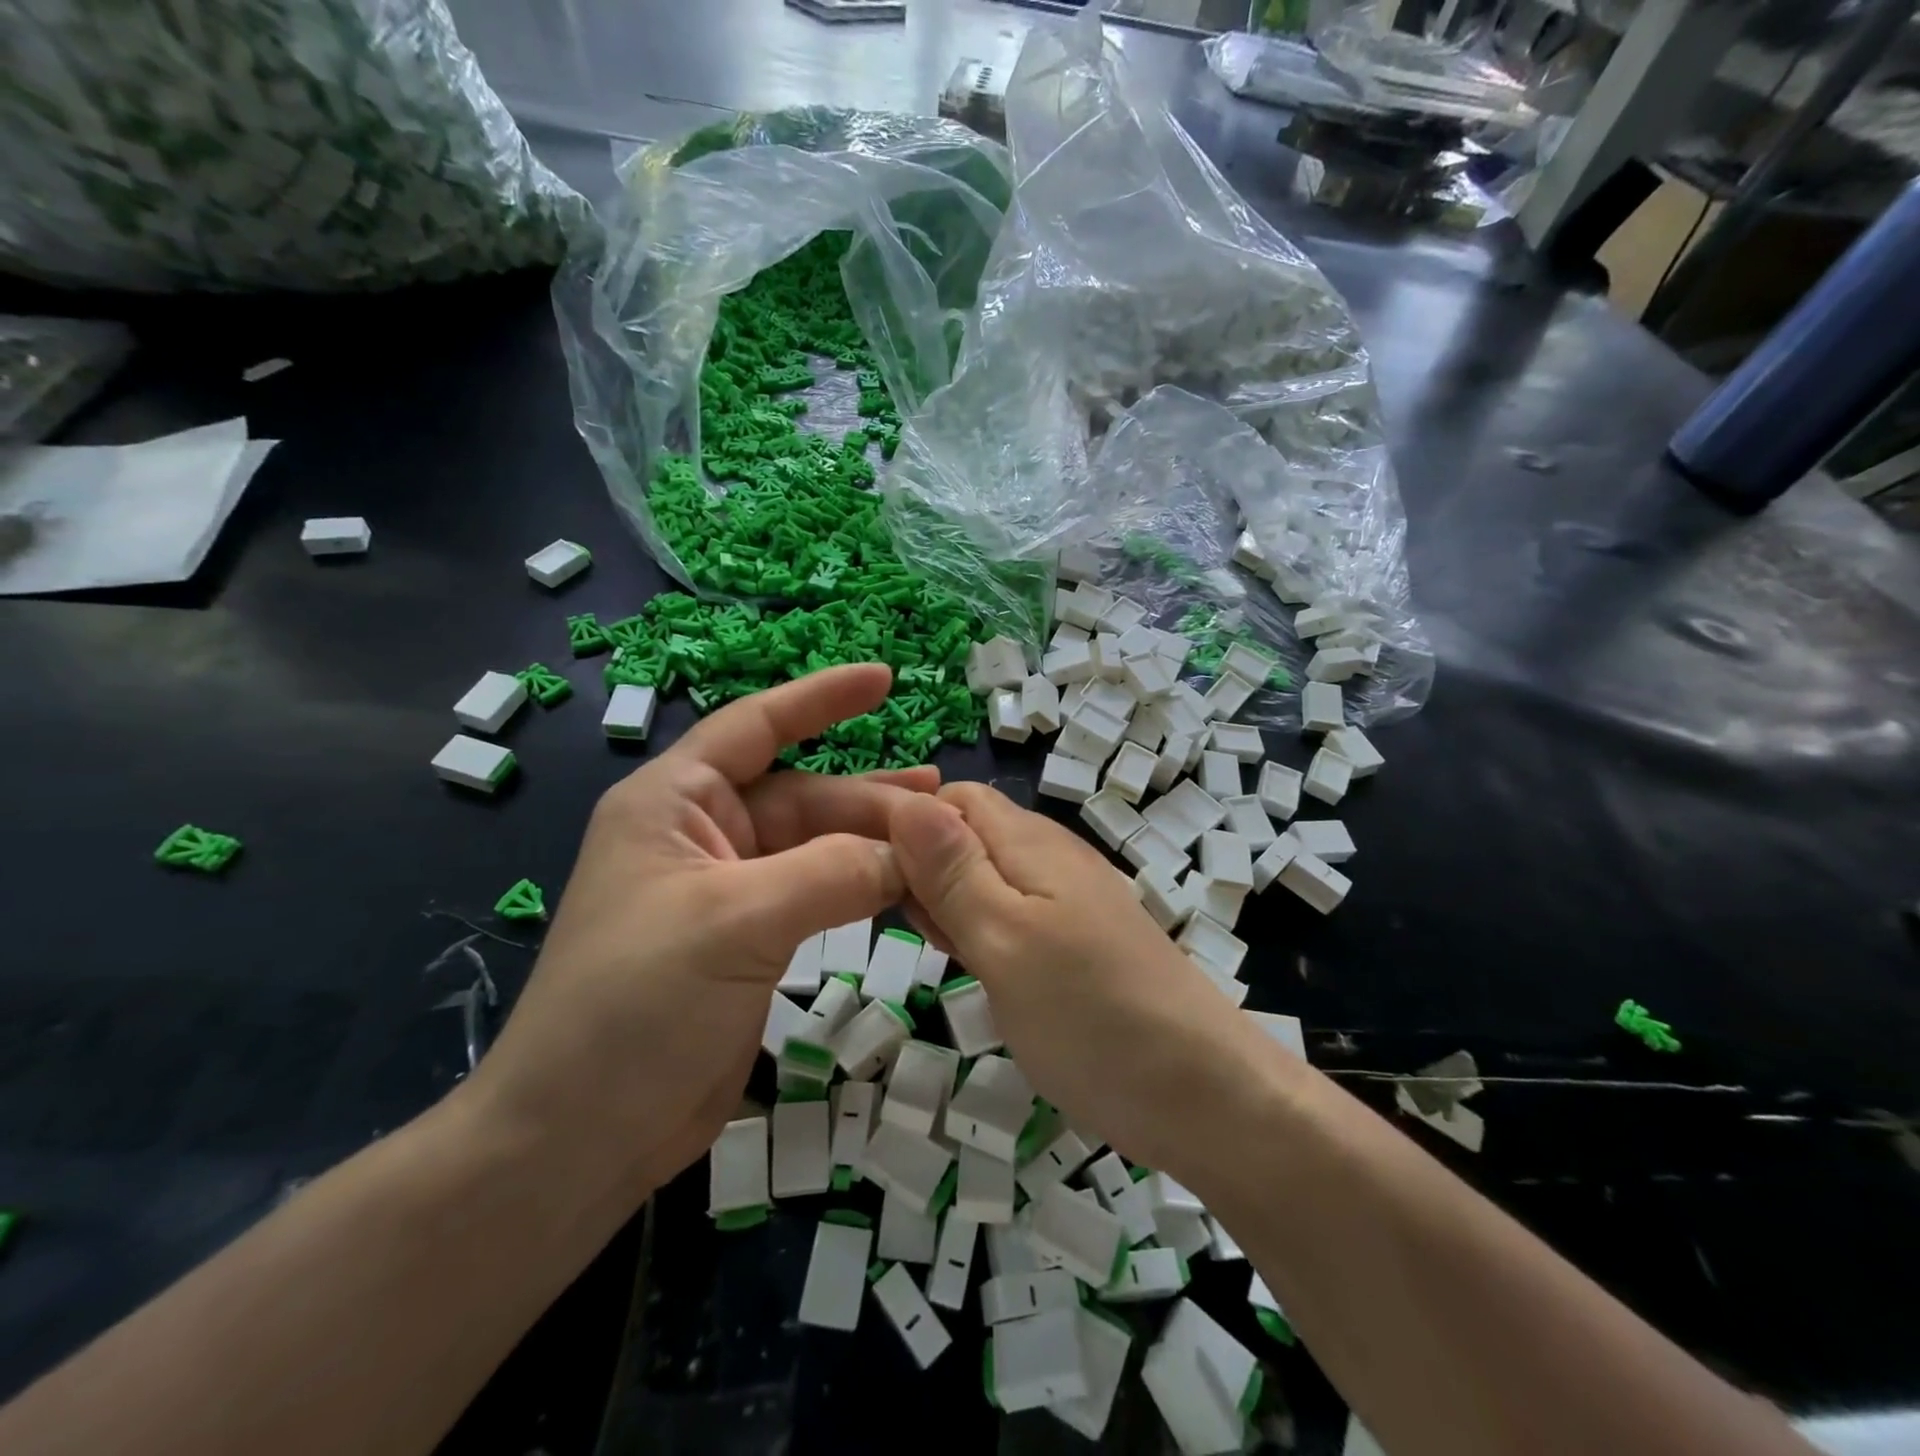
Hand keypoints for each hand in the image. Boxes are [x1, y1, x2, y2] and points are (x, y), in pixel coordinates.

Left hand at [466, 665, 934, 1206]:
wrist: (578, 1136)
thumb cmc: (635, 1004)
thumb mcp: (736, 922)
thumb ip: (831, 873)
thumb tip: (912, 850)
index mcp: (675, 802)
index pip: (756, 726)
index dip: (820, 698)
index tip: (883, 680)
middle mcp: (702, 834)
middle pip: (802, 795)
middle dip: (869, 797)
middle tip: (942, 798)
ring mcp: (727, 890)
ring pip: (815, 847)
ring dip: (872, 842)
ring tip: (937, 837)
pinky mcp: (748, 939)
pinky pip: (817, 894)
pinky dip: (861, 889)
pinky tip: (904, 888)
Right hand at [890, 784, 1276, 1177]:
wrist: (1203, 1095)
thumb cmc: (1091, 1016)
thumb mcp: (1004, 939)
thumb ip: (953, 870)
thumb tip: (904, 800)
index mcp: (1031, 843)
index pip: (952, 798)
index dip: (907, 825)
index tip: (872, 877)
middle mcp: (1052, 858)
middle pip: (968, 835)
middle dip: (925, 868)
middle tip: (910, 928)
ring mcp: (1070, 900)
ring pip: (987, 877)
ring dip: (951, 903)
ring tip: (942, 952)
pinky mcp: (1079, 940)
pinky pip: (1014, 914)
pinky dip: (982, 931)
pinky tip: (977, 969)